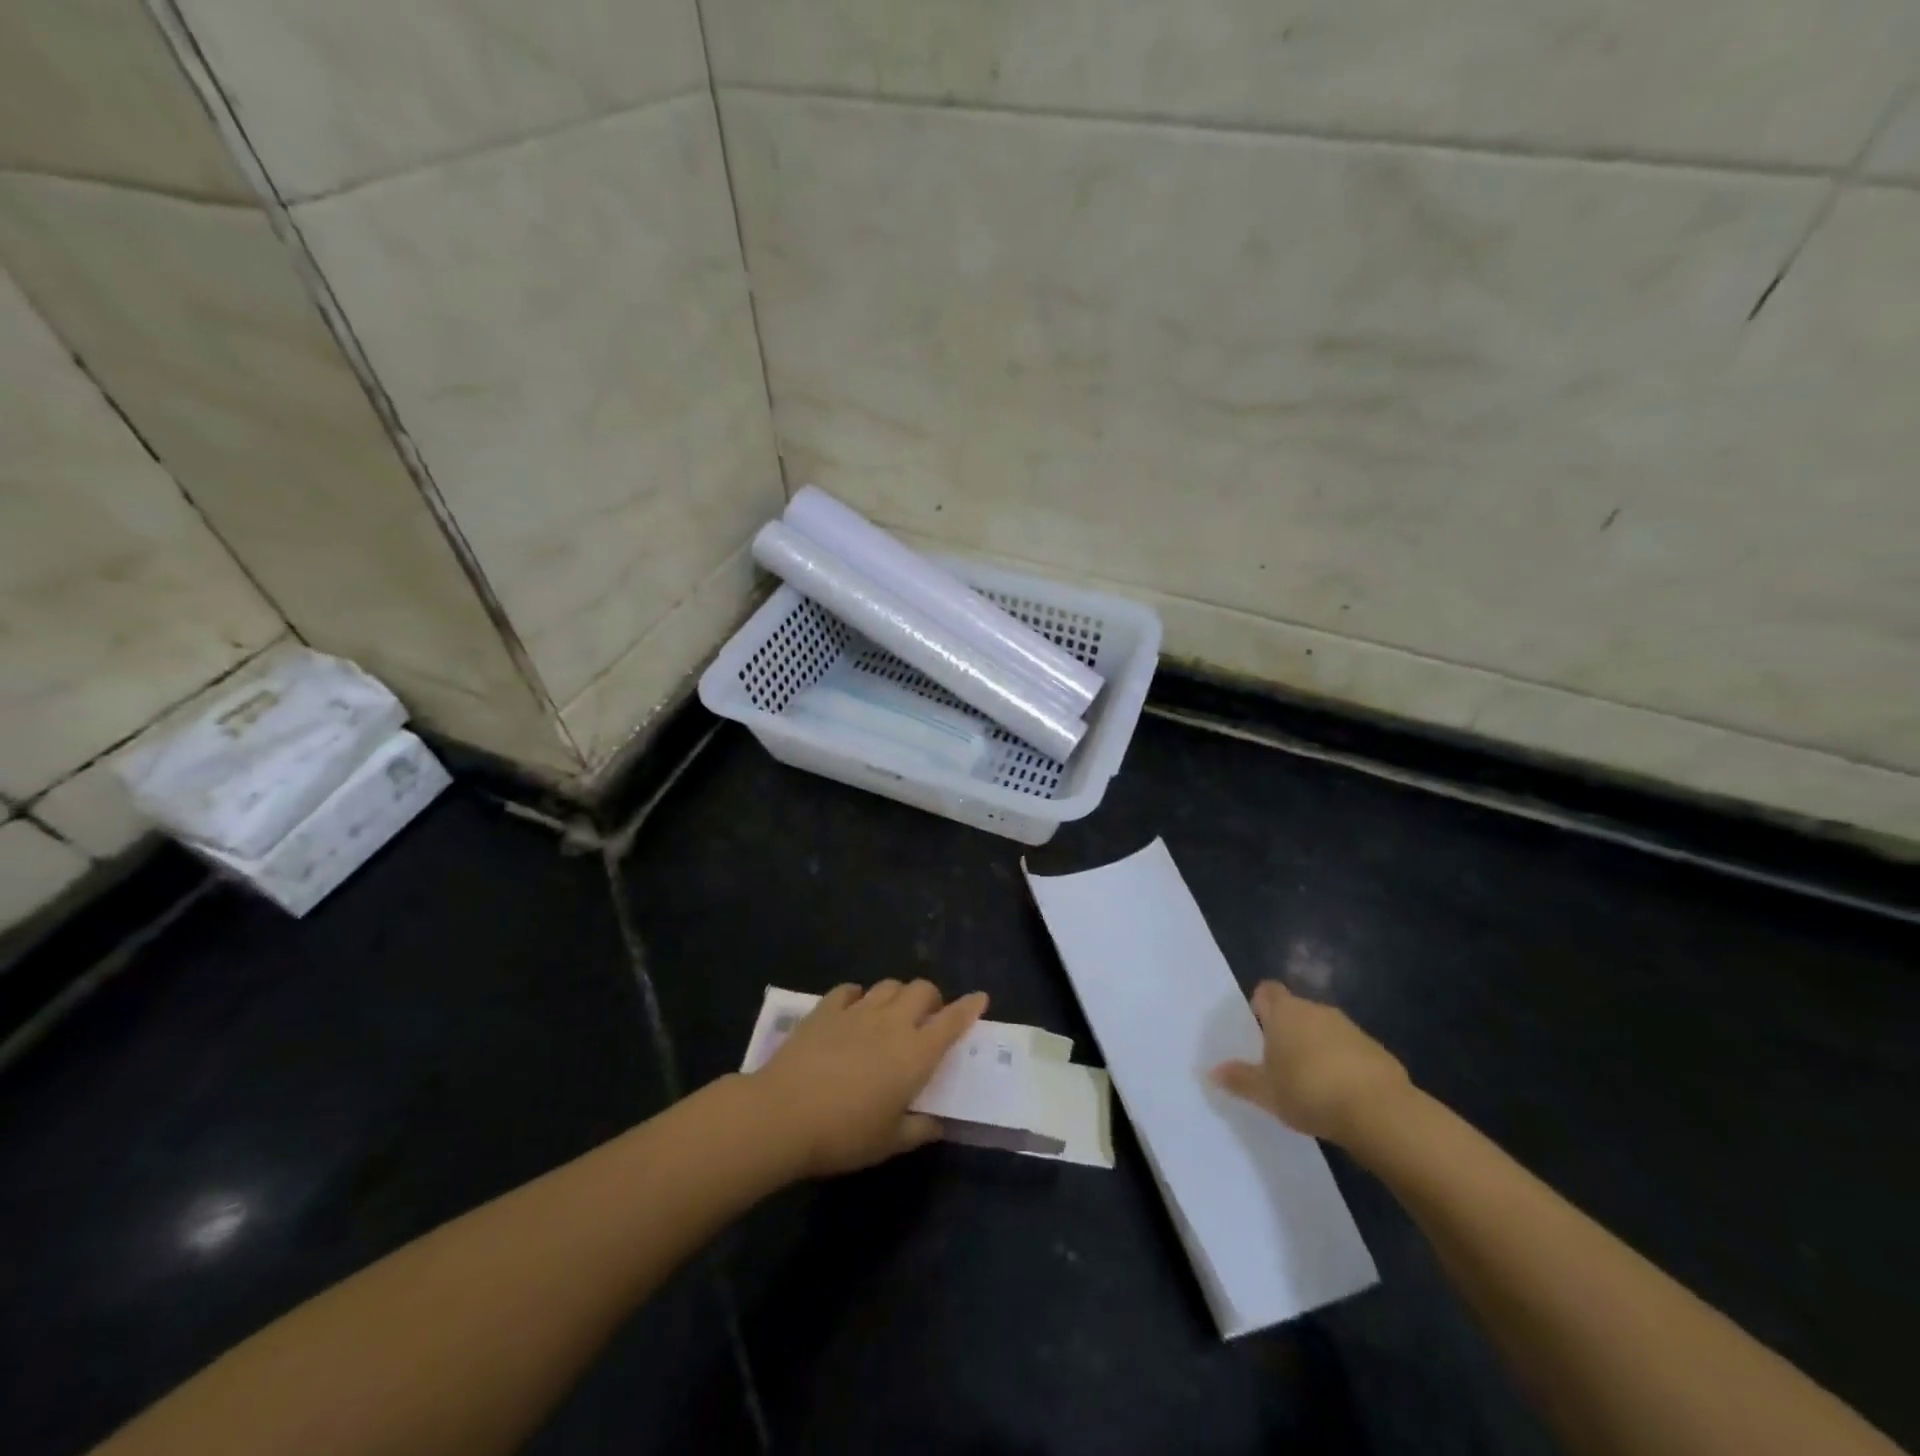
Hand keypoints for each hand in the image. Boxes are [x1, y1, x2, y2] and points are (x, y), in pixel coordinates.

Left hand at [749, 980, 988, 1178]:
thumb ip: (918, 1130)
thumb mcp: (888, 1143)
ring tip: (892, 1014)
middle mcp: (892, 1023)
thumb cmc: (844, 1135)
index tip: (980, 998)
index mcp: (915, 1054)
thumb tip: (936, 1124)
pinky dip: (858, 996)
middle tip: (927, 1019)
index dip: (969, 1008)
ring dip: (898, 995)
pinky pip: (850, 990)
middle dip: (932, 998)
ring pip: (889, 985)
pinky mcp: (826, 1009)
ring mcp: (857, 1011)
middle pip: (922, 990)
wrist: (783, 1114)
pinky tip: (853, 1010)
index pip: (951, 1022)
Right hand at [1211, 981, 1409, 1144]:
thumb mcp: (1265, 1092)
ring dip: (1316, 1047)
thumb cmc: (1308, 1091)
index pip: (1267, 991)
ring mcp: (1349, 1028)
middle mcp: (1316, 1010)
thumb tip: (1212, 1071)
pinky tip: (1341, 1094)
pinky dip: (1343, 1064)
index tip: (1257, 1029)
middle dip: (1287, 1031)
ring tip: (1310, 1082)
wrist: (1378, 1111)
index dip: (1260, 1005)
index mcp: (1284, 1012)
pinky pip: (1349, 1050)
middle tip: (1278, 1062)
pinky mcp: (1376, 1049)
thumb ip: (1239, 1079)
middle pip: (1295, 1010)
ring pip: (1323, 1030)